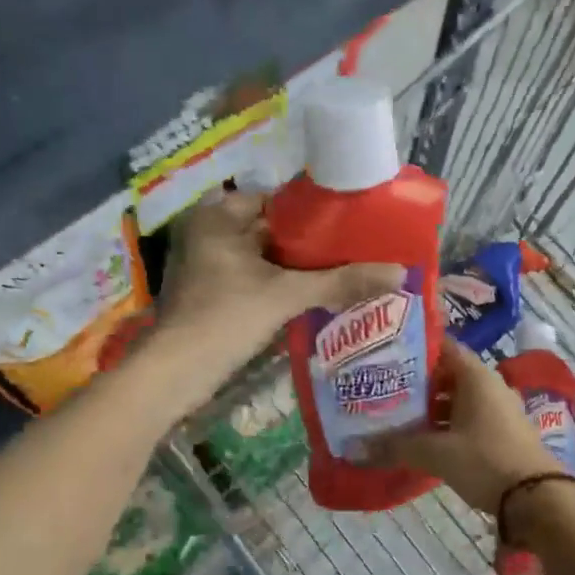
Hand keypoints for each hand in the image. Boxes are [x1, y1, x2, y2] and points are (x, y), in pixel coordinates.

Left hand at [154, 189, 403, 376]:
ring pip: (265, 259)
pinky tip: (315, 295)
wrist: (176, 372)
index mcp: (218, 216)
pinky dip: (280, 286)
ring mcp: (208, 266)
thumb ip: (340, 281)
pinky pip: (255, 280)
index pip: (277, 202)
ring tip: (344, 271)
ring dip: (297, 268)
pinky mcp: (212, 294)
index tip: (351, 224)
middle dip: (310, 245)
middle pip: (272, 231)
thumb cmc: (225, 318)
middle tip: (354, 249)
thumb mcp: (286, 295)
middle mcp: (209, 233)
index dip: (315, 213)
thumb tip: (398, 272)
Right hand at [371, 335, 564, 513]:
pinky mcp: (503, 432)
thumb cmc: (485, 460)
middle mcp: (490, 385)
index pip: (443, 348)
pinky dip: (447, 425)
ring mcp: (500, 409)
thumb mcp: (436, 453)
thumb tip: (358, 448)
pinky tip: (425, 440)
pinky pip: (469, 419)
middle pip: (448, 375)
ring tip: (398, 418)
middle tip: (385, 391)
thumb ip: (397, 446)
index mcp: (476, 376)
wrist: (536, 497)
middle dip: (418, 384)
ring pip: (458, 399)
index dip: (415, 350)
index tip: (386, 358)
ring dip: (432, 408)